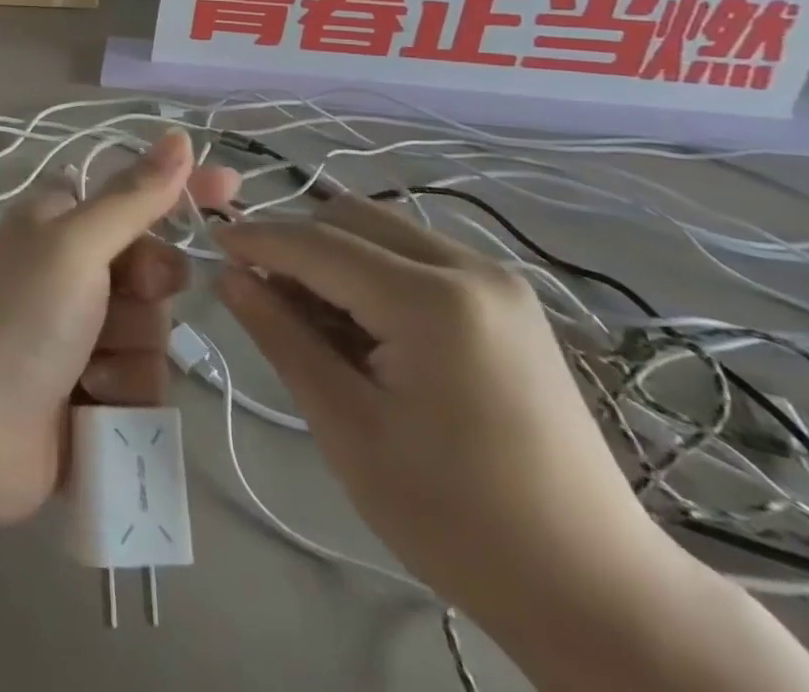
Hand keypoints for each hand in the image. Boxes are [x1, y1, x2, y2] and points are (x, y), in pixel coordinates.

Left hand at [0, 130, 238, 531]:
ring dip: (128, 350)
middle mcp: (72, 270)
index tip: (232, 190)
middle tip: (122, 299)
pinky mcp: (94, 388)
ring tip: (87, 369)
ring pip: (153, 329)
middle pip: (153, 268)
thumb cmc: (20, 321)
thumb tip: (178, 138)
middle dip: (146, 290)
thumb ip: (132, 198)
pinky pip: (144, 379)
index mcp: (59, 223)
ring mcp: (83, 333)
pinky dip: (122, 392)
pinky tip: (89, 403)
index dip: (182, 190)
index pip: (135, 193)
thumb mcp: (75, 246)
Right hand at [216, 196, 674, 630]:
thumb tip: (230, 277)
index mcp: (432, 301)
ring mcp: (496, 280)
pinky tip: (364, 328)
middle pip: (351, 218)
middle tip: (264, 295)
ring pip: (382, 231)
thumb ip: (283, 338)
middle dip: (297, 245)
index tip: (211, 242)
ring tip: (313, 319)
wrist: (597, 590)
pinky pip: (415, 256)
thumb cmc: (457, 519)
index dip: (258, 240)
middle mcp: (469, 268)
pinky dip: (372, 272)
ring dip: (334, 257)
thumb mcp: (348, 428)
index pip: (318, 245)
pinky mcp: (507, 300)